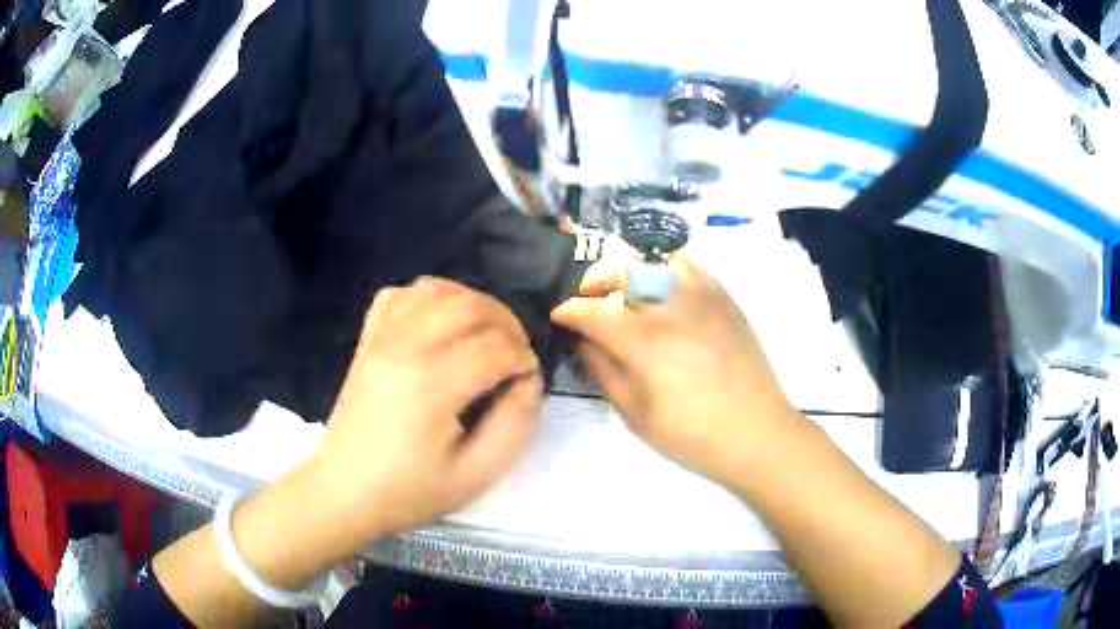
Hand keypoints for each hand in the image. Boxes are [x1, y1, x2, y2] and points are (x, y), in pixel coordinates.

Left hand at [308, 277, 541, 542]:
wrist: (344, 492)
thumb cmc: (409, 491)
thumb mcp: (475, 475)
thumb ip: (514, 425)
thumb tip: (529, 381)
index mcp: (431, 385)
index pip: (495, 347)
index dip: (523, 359)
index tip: (529, 379)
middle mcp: (404, 347)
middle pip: (469, 305)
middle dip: (506, 323)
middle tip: (516, 353)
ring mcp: (380, 338)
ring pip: (436, 289)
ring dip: (471, 304)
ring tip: (485, 334)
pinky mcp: (367, 340)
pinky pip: (400, 296)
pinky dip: (428, 299)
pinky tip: (439, 324)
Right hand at [552, 258, 800, 484]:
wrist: (756, 432)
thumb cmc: (691, 435)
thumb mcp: (635, 414)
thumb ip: (604, 371)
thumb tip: (584, 342)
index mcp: (644, 341)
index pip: (593, 310)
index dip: (569, 311)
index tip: (560, 317)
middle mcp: (671, 307)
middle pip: (622, 271)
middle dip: (595, 282)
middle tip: (589, 301)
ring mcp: (703, 297)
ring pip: (655, 262)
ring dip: (631, 272)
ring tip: (626, 293)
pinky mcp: (725, 298)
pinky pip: (691, 266)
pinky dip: (668, 268)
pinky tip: (665, 289)